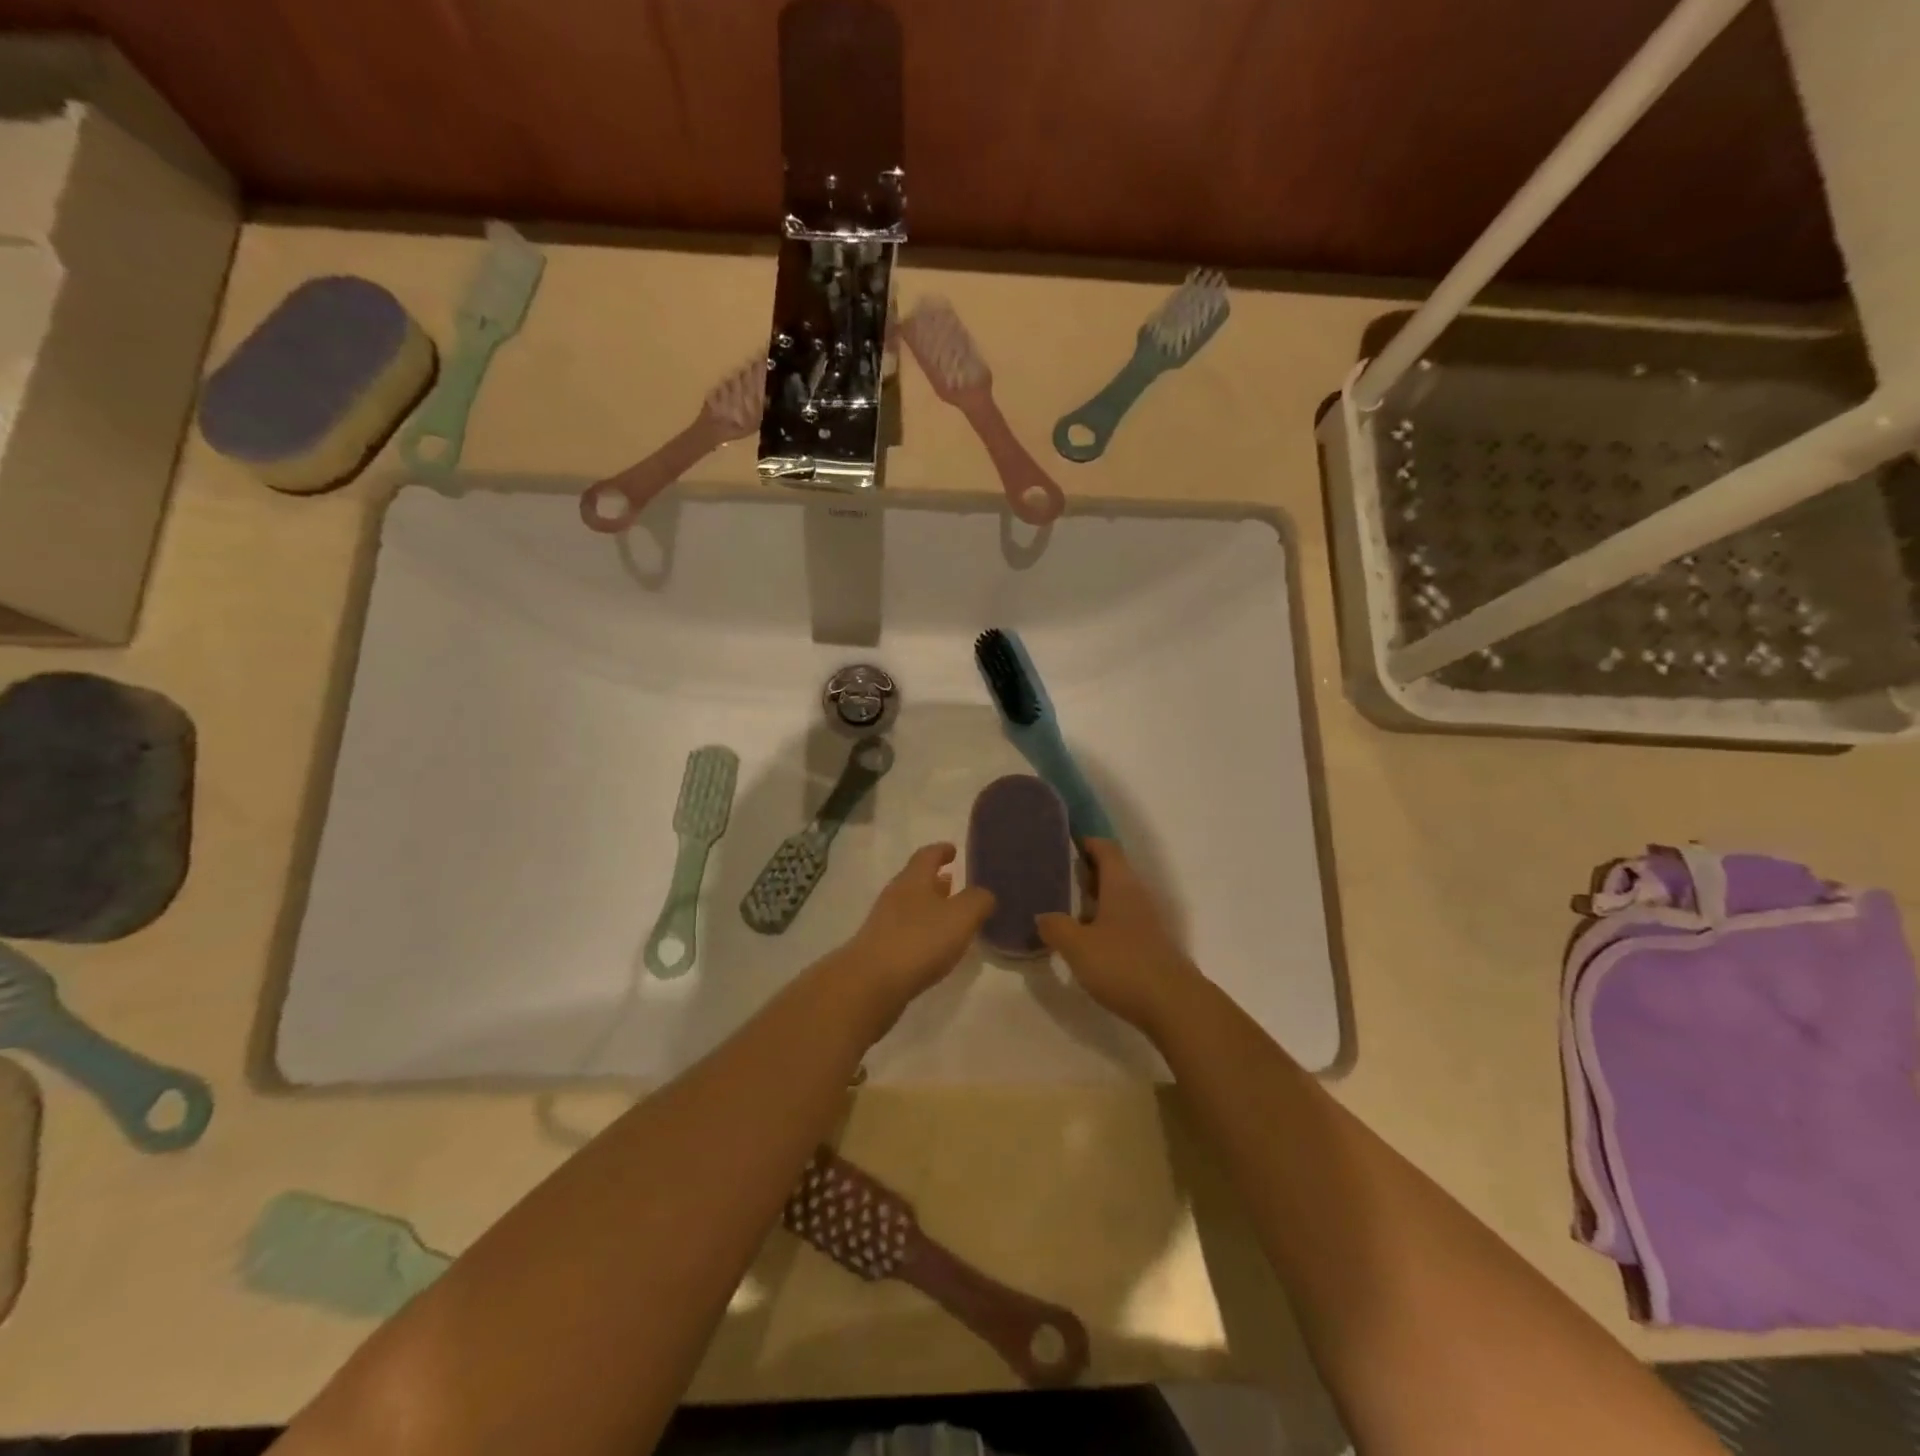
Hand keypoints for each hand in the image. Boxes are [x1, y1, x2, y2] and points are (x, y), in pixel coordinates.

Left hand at [833, 843, 994, 1022]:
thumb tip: (984, 895)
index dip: (941, 850)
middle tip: (955, 882)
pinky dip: (922, 930)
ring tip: (949, 915)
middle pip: (916, 880)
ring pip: (911, 905)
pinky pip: (906, 930)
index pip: (927, 855)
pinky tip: (934, 946)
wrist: (872, 982)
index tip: (953, 850)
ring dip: (929, 906)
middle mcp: (896, 895)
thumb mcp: (961, 916)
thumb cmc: (920, 940)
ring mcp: (884, 922)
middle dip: (936, 880)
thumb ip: (978, 901)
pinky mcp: (880, 949)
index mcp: (913, 879)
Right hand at [1038, 839, 1200, 1037]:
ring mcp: (1147, 923)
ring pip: (1117, 899)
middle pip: (1112, 872)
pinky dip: (1104, 923)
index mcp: (1120, 885)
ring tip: (1064, 908)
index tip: (1063, 840)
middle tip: (1055, 874)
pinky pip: (1123, 923)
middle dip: (1086, 870)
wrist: (1174, 1006)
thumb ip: (1056, 927)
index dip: (1086, 841)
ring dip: (1094, 899)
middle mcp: (1136, 896)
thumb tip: (1043, 916)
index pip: (1105, 848)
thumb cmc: (1123, 965)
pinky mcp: (1151, 947)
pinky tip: (1086, 941)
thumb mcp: (1077, 946)